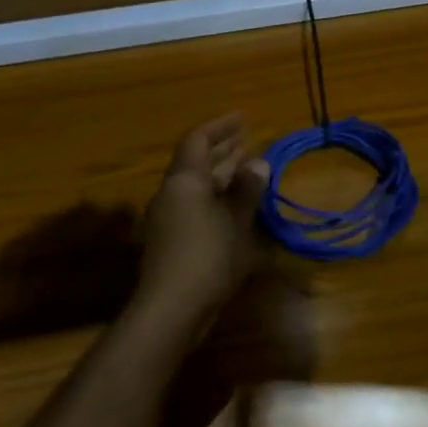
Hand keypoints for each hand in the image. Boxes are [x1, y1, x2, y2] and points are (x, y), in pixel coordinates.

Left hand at [136, 114, 271, 329]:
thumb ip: (246, 190)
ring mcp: (169, 218)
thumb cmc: (207, 256)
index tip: (244, 118)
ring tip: (248, 169)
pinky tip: (237, 208)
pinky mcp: (172, 241)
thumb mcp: (236, 221)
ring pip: (197, 186)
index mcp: (184, 180)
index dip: (221, 126)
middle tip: (248, 140)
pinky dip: (217, 199)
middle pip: (196, 162)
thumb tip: (258, 163)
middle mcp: (172, 193)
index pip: (199, 140)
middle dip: (222, 150)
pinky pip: (196, 207)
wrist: (171, 308)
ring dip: (221, 175)